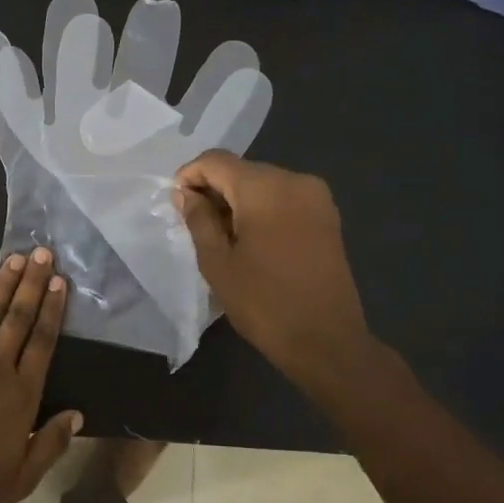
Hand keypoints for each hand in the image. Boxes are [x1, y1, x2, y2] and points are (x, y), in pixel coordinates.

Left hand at [0, 250, 82, 502]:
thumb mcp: (22, 478)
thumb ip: (51, 443)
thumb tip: (77, 414)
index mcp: (21, 394)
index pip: (43, 342)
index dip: (53, 309)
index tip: (60, 282)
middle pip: (19, 318)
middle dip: (32, 283)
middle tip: (42, 253)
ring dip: (2, 284)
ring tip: (14, 258)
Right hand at [175, 152, 379, 390]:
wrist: (327, 341)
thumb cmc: (264, 303)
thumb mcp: (217, 263)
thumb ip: (198, 220)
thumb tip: (186, 194)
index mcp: (264, 188)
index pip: (215, 161)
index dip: (190, 175)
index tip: (176, 203)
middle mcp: (294, 180)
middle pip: (241, 169)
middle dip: (214, 188)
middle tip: (195, 223)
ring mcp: (316, 196)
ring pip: (263, 182)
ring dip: (237, 200)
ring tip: (222, 235)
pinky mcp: (327, 215)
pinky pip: (284, 197)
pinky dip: (261, 208)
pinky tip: (251, 238)